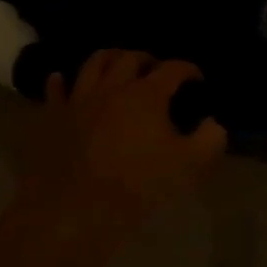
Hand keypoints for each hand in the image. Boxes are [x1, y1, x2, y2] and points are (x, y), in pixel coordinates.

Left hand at [33, 51, 226, 215]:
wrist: (78, 208)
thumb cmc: (139, 183)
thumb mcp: (190, 164)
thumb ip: (210, 139)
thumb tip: (213, 123)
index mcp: (147, 95)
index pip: (172, 69)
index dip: (188, 69)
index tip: (197, 79)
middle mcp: (112, 88)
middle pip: (129, 58)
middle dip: (147, 59)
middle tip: (157, 69)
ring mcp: (78, 101)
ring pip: (92, 65)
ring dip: (109, 59)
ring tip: (118, 65)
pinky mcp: (53, 118)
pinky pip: (55, 91)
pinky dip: (60, 81)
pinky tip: (61, 79)